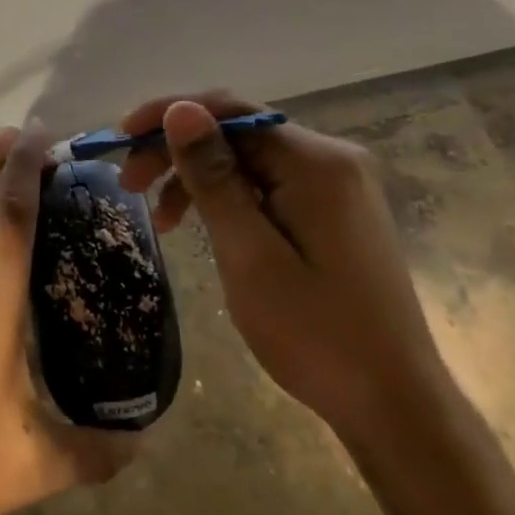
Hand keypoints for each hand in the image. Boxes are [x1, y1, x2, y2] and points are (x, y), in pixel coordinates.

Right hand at [116, 91, 453, 450]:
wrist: (394, 405)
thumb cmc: (316, 335)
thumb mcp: (249, 256)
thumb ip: (213, 177)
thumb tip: (180, 108)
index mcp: (315, 162)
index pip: (229, 111)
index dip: (168, 116)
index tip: (120, 139)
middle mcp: (330, 158)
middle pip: (237, 132)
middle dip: (177, 150)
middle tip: (127, 182)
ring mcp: (335, 184)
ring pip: (248, 159)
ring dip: (197, 178)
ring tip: (158, 220)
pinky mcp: (332, 210)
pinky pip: (267, 184)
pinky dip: (227, 198)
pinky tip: (199, 226)